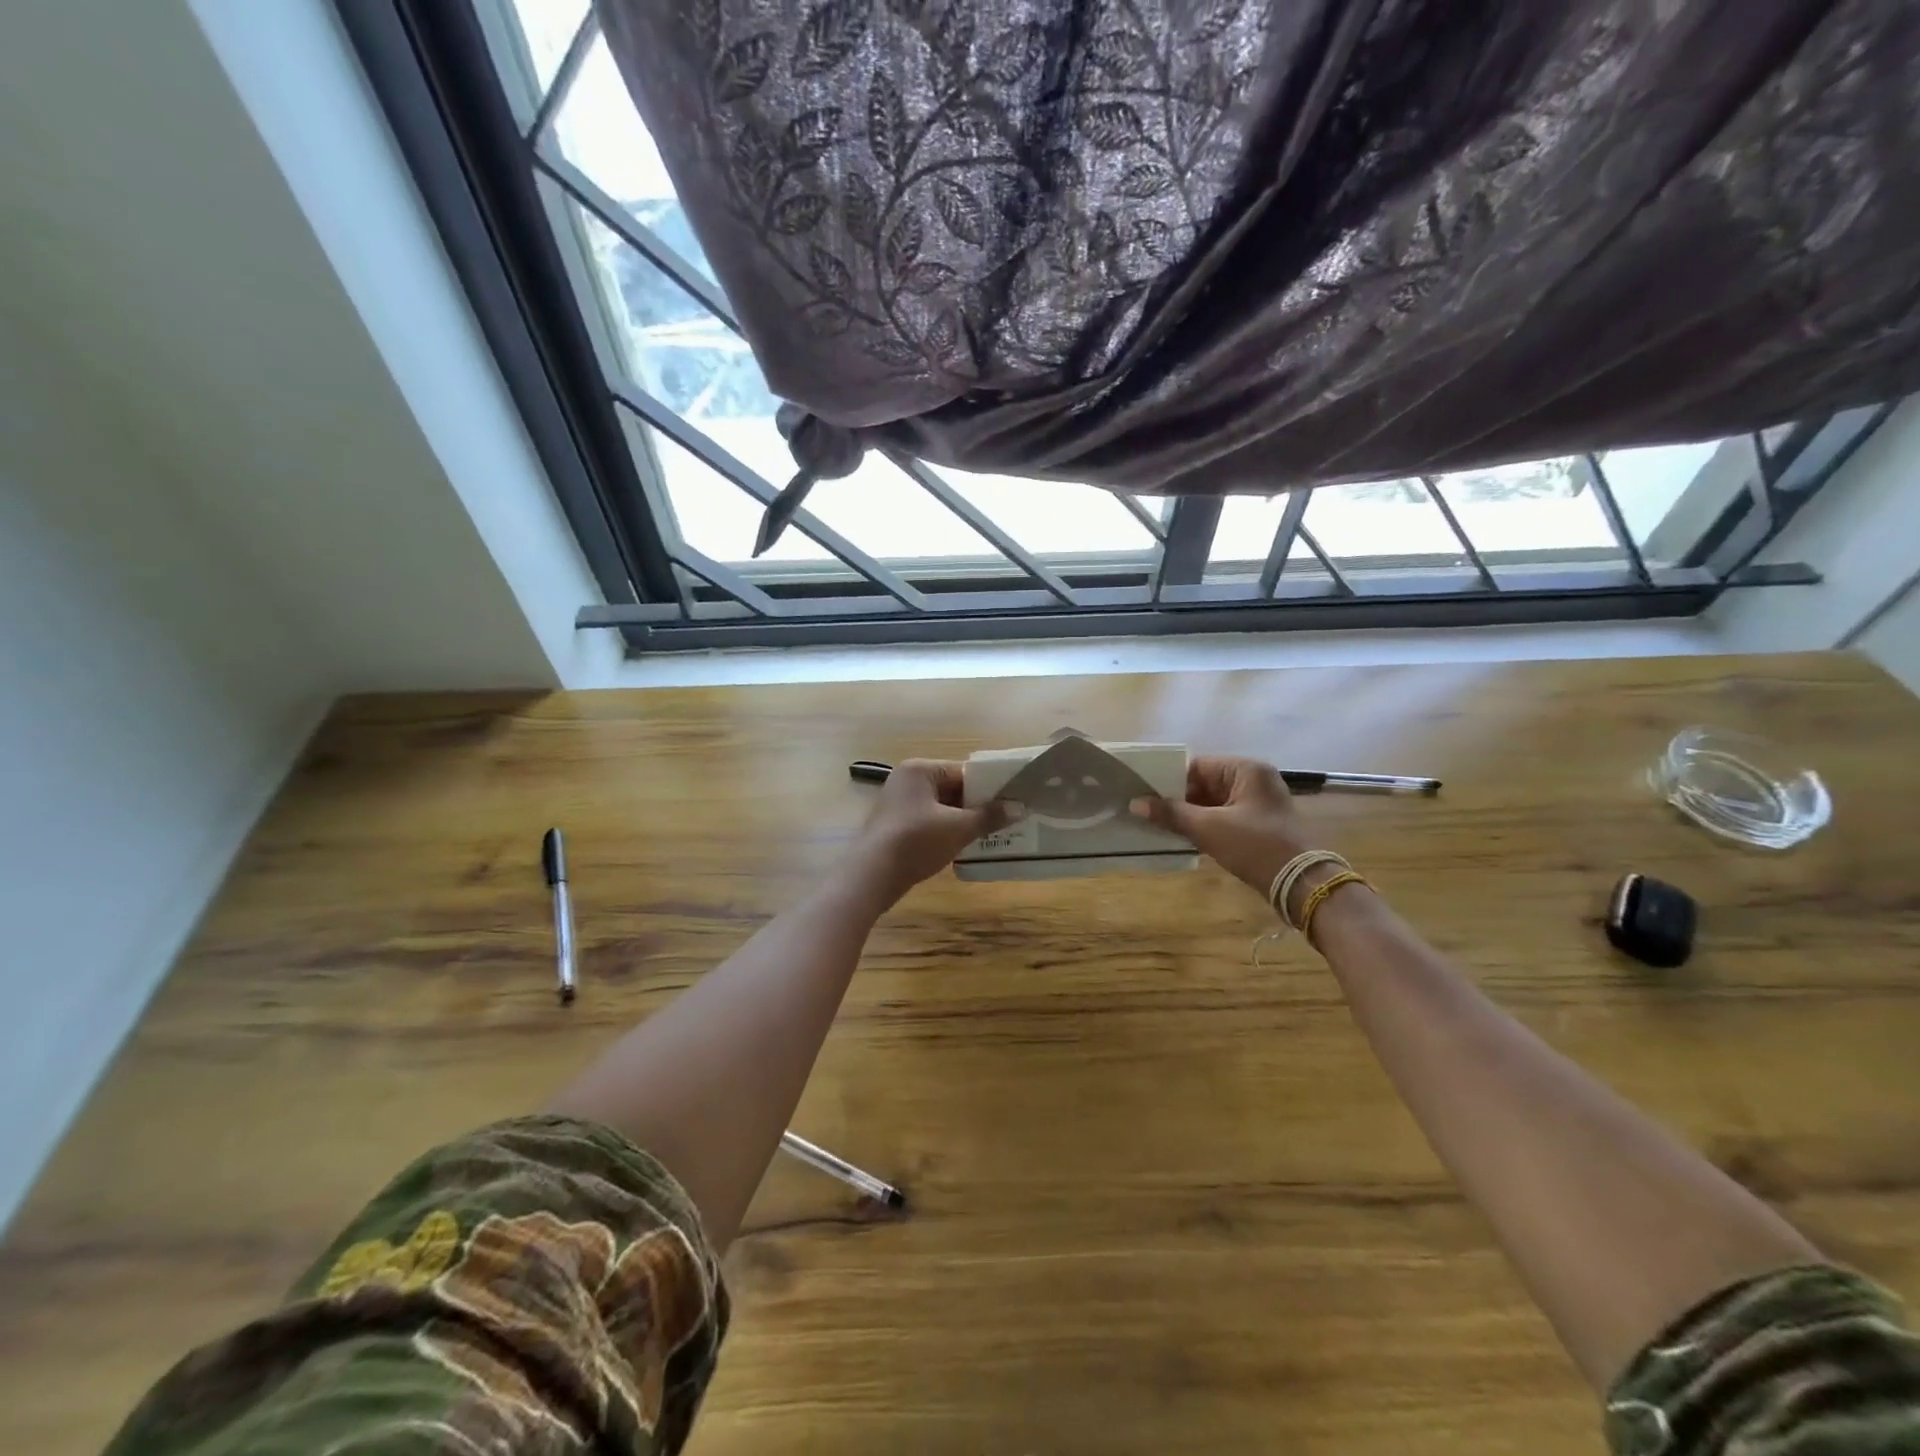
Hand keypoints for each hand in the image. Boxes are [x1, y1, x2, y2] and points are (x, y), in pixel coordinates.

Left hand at [847, 760, 1015, 903]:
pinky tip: (964, 846)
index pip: (963, 771)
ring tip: (992, 834)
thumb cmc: (916, 841)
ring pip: (942, 807)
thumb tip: (1020, 808)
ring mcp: (899, 804)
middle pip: (953, 788)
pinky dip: (947, 831)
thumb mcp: (958, 828)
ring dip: (963, 821)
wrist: (872, 876)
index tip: (1012, 801)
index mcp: (920, 770)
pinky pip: (930, 822)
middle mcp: (907, 780)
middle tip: (1006, 820)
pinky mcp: (896, 826)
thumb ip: (989, 816)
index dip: (989, 786)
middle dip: (977, 806)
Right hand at [1130, 756, 1319, 900]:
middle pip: (1204, 784)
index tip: (1145, 795)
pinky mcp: (1258, 825)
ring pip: (1212, 803)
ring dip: (1189, 815)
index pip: (1197, 766)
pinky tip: (1182, 837)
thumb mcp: (1208, 828)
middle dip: (1178, 800)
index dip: (1170, 781)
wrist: (1301, 884)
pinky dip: (1204, 826)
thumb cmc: (1255, 846)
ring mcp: (1258, 804)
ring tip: (1158, 826)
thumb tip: (1136, 803)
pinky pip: (1223, 818)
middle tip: (1147, 812)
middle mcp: (1254, 780)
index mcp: (1246, 770)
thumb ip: (1171, 813)